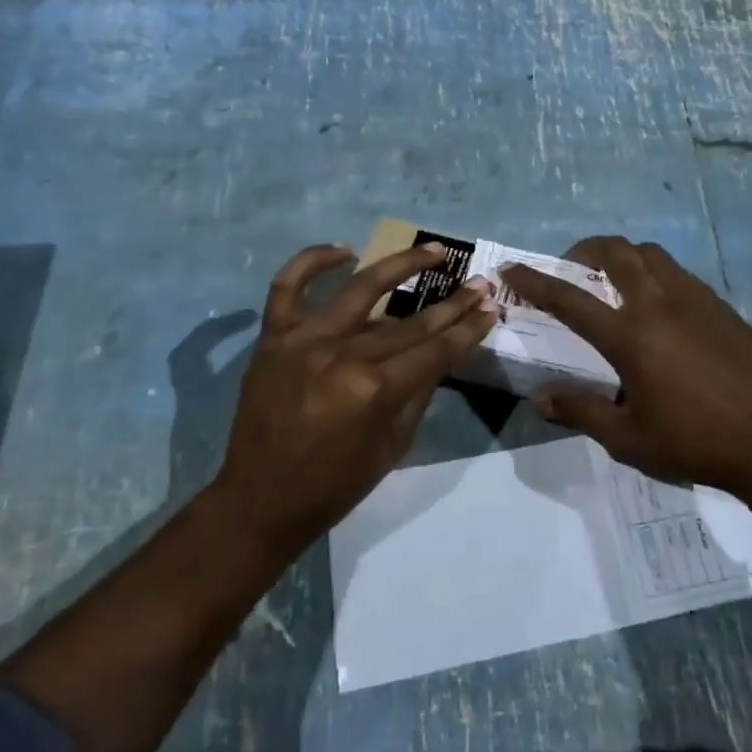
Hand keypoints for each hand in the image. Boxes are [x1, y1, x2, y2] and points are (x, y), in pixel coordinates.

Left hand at [213, 242, 497, 560]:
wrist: (259, 500)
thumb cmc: (334, 485)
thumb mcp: (394, 446)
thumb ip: (419, 393)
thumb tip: (441, 353)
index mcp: (374, 391)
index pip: (435, 350)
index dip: (468, 329)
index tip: (492, 307)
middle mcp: (342, 356)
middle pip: (409, 323)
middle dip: (452, 304)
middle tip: (479, 283)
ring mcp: (304, 341)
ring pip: (360, 289)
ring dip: (401, 265)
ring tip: (433, 251)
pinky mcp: (273, 338)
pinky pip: (287, 286)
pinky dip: (312, 261)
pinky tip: (343, 250)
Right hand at [498, 237, 751, 501]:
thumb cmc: (694, 443)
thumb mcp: (628, 439)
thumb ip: (581, 411)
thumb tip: (540, 399)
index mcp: (630, 336)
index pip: (570, 299)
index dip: (535, 281)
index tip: (513, 269)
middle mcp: (659, 305)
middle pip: (616, 252)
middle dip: (585, 250)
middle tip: (573, 268)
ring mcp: (696, 300)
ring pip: (652, 254)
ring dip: (624, 257)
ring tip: (616, 281)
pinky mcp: (722, 307)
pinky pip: (681, 274)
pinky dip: (657, 275)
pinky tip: (660, 307)